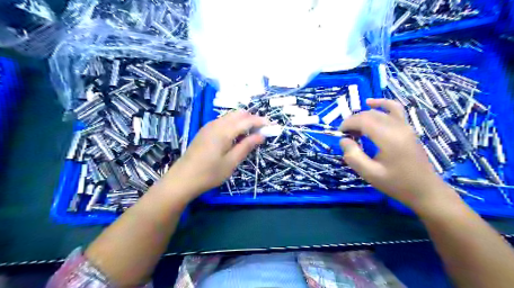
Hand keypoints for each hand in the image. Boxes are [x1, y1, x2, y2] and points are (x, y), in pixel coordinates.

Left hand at [164, 110, 268, 199]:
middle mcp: (216, 124)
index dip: (260, 121)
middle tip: (262, 130)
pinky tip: (235, 135)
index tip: (271, 125)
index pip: (247, 120)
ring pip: (230, 116)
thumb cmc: (209, 173)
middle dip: (252, 118)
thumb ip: (246, 146)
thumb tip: (261, 136)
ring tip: (251, 133)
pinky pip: (223, 121)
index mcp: (224, 131)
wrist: (182, 179)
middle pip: (238, 114)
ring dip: (242, 120)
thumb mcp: (231, 162)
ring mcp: (209, 126)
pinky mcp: (204, 131)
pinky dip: (233, 124)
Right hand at [341, 100, 454, 211]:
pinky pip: (394, 109)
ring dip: (363, 116)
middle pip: (369, 114)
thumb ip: (353, 156)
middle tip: (345, 136)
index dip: (348, 124)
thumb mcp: (370, 174)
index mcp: (388, 138)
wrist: (425, 190)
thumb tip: (343, 140)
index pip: (363, 120)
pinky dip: (381, 104)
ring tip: (355, 128)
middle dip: (353, 121)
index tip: (340, 134)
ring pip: (379, 112)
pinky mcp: (407, 128)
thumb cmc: (396, 184)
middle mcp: (397, 127)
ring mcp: (405, 126)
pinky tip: (371, 103)